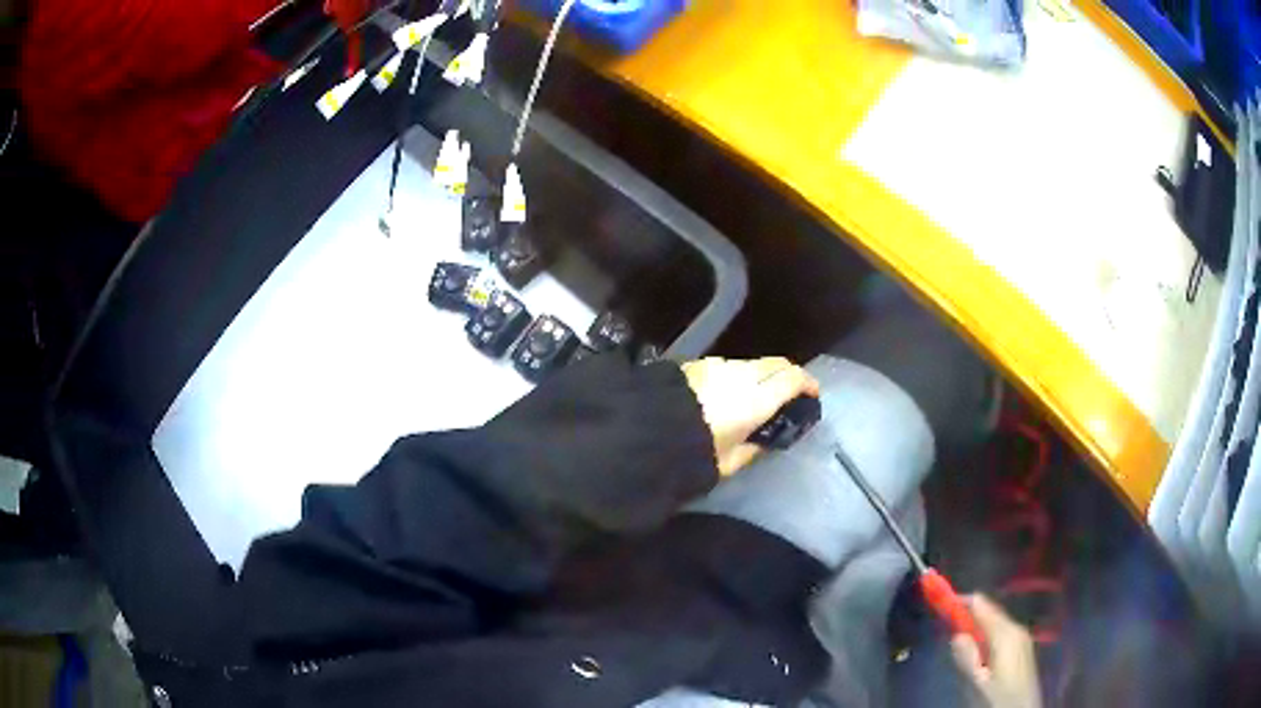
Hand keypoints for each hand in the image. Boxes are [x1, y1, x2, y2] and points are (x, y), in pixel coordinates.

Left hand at [682, 357, 818, 475]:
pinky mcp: (695, 365)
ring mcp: (716, 365)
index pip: (792, 378)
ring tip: (755, 397)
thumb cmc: (694, 453)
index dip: (807, 384)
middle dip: (787, 375)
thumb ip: (753, 449)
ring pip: (749, 364)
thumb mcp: (730, 462)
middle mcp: (741, 373)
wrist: (645, 432)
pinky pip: (726, 366)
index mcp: (756, 397)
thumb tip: (763, 441)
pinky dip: (736, 376)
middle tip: (789, 394)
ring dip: (759, 375)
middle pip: (774, 364)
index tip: (813, 394)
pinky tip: (727, 394)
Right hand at [950, 595, 1041, 707]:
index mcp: (1005, 634)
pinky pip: (1002, 629)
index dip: (962, 602)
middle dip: (970, 614)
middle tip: (948, 622)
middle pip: (990, 611)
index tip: (943, 602)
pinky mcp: (1023, 645)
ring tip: (962, 636)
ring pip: (996, 620)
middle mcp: (1016, 628)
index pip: (982, 606)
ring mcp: (1022, 636)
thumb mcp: (978, 683)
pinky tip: (980, 647)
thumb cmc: (999, 697)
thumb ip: (968, 659)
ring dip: (978, 624)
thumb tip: (956, 635)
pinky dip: (988, 631)